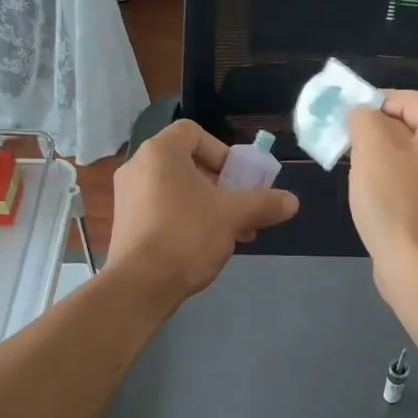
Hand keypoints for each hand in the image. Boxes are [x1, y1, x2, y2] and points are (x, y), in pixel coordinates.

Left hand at [107, 119, 298, 305]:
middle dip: (220, 184)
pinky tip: (204, 246)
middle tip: (239, 208)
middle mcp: (138, 166)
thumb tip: (292, 201)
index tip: (237, 179)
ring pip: (176, 189)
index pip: (193, 132)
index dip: (221, 151)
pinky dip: (184, 218)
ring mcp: (127, 195)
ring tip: (230, 232)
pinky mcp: (124, 222)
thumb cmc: (186, 236)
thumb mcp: (233, 216)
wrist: (138, 285)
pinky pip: (161, 208)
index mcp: (160, 152)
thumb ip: (264, 203)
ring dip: (207, 204)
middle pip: (187, 162)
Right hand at [347, 91, 417, 298]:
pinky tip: (368, 193)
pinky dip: (387, 179)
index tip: (342, 115)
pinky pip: (409, 179)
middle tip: (342, 141)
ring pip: (406, 153)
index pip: (409, 99)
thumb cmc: (396, 202)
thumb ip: (363, 117)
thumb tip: (361, 111)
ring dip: (377, 156)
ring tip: (351, 166)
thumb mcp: (372, 148)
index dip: (373, 100)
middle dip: (372, 129)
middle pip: (409, 125)